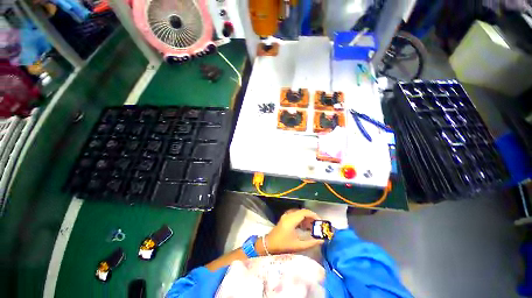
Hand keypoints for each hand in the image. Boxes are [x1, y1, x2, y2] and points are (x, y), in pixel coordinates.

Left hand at [259, 209, 324, 254]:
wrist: (269, 244)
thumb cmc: (283, 245)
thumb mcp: (298, 245)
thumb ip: (311, 243)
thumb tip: (322, 240)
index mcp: (291, 219)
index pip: (304, 212)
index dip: (313, 215)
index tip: (320, 221)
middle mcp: (288, 215)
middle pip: (302, 211)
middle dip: (311, 216)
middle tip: (317, 224)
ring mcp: (286, 215)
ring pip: (299, 212)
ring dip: (306, 217)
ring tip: (312, 226)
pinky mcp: (285, 217)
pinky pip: (295, 214)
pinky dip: (301, 218)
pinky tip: (304, 226)